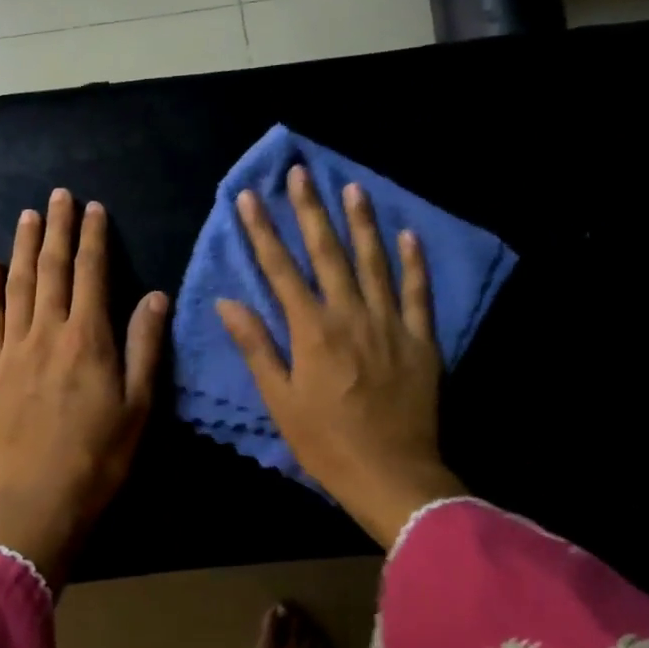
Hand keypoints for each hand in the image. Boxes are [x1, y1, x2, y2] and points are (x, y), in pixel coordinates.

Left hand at [0, 188, 167, 585]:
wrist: (38, 500)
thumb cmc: (99, 457)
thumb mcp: (138, 405)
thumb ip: (145, 346)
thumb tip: (156, 295)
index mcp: (88, 339)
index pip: (91, 274)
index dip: (93, 239)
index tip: (94, 209)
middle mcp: (48, 333)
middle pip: (52, 269)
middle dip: (57, 229)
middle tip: (59, 196)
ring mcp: (13, 349)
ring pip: (18, 285)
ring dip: (24, 247)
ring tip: (28, 216)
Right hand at [215, 166, 464, 548]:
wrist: (392, 475)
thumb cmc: (325, 443)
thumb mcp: (279, 400)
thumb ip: (256, 346)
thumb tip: (227, 302)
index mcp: (312, 330)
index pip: (280, 269)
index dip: (262, 231)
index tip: (249, 198)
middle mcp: (350, 315)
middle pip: (327, 253)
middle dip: (310, 210)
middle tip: (300, 172)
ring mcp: (390, 324)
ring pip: (373, 262)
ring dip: (361, 223)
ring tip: (351, 188)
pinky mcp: (421, 339)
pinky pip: (418, 292)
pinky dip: (413, 262)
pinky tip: (407, 234)